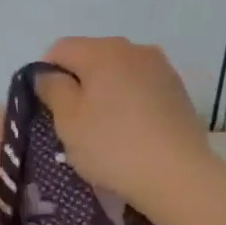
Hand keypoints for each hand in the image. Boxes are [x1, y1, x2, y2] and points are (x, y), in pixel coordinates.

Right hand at [34, 37, 217, 218]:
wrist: (179, 175)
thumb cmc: (113, 146)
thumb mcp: (68, 120)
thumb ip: (52, 88)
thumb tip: (47, 73)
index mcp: (103, 50)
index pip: (60, 49)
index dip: (46, 74)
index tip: (48, 107)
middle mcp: (134, 49)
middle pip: (91, 57)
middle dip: (78, 82)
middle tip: (74, 121)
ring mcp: (161, 68)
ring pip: (118, 72)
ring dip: (105, 91)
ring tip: (105, 128)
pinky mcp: (178, 90)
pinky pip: (141, 86)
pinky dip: (129, 101)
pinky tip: (131, 131)